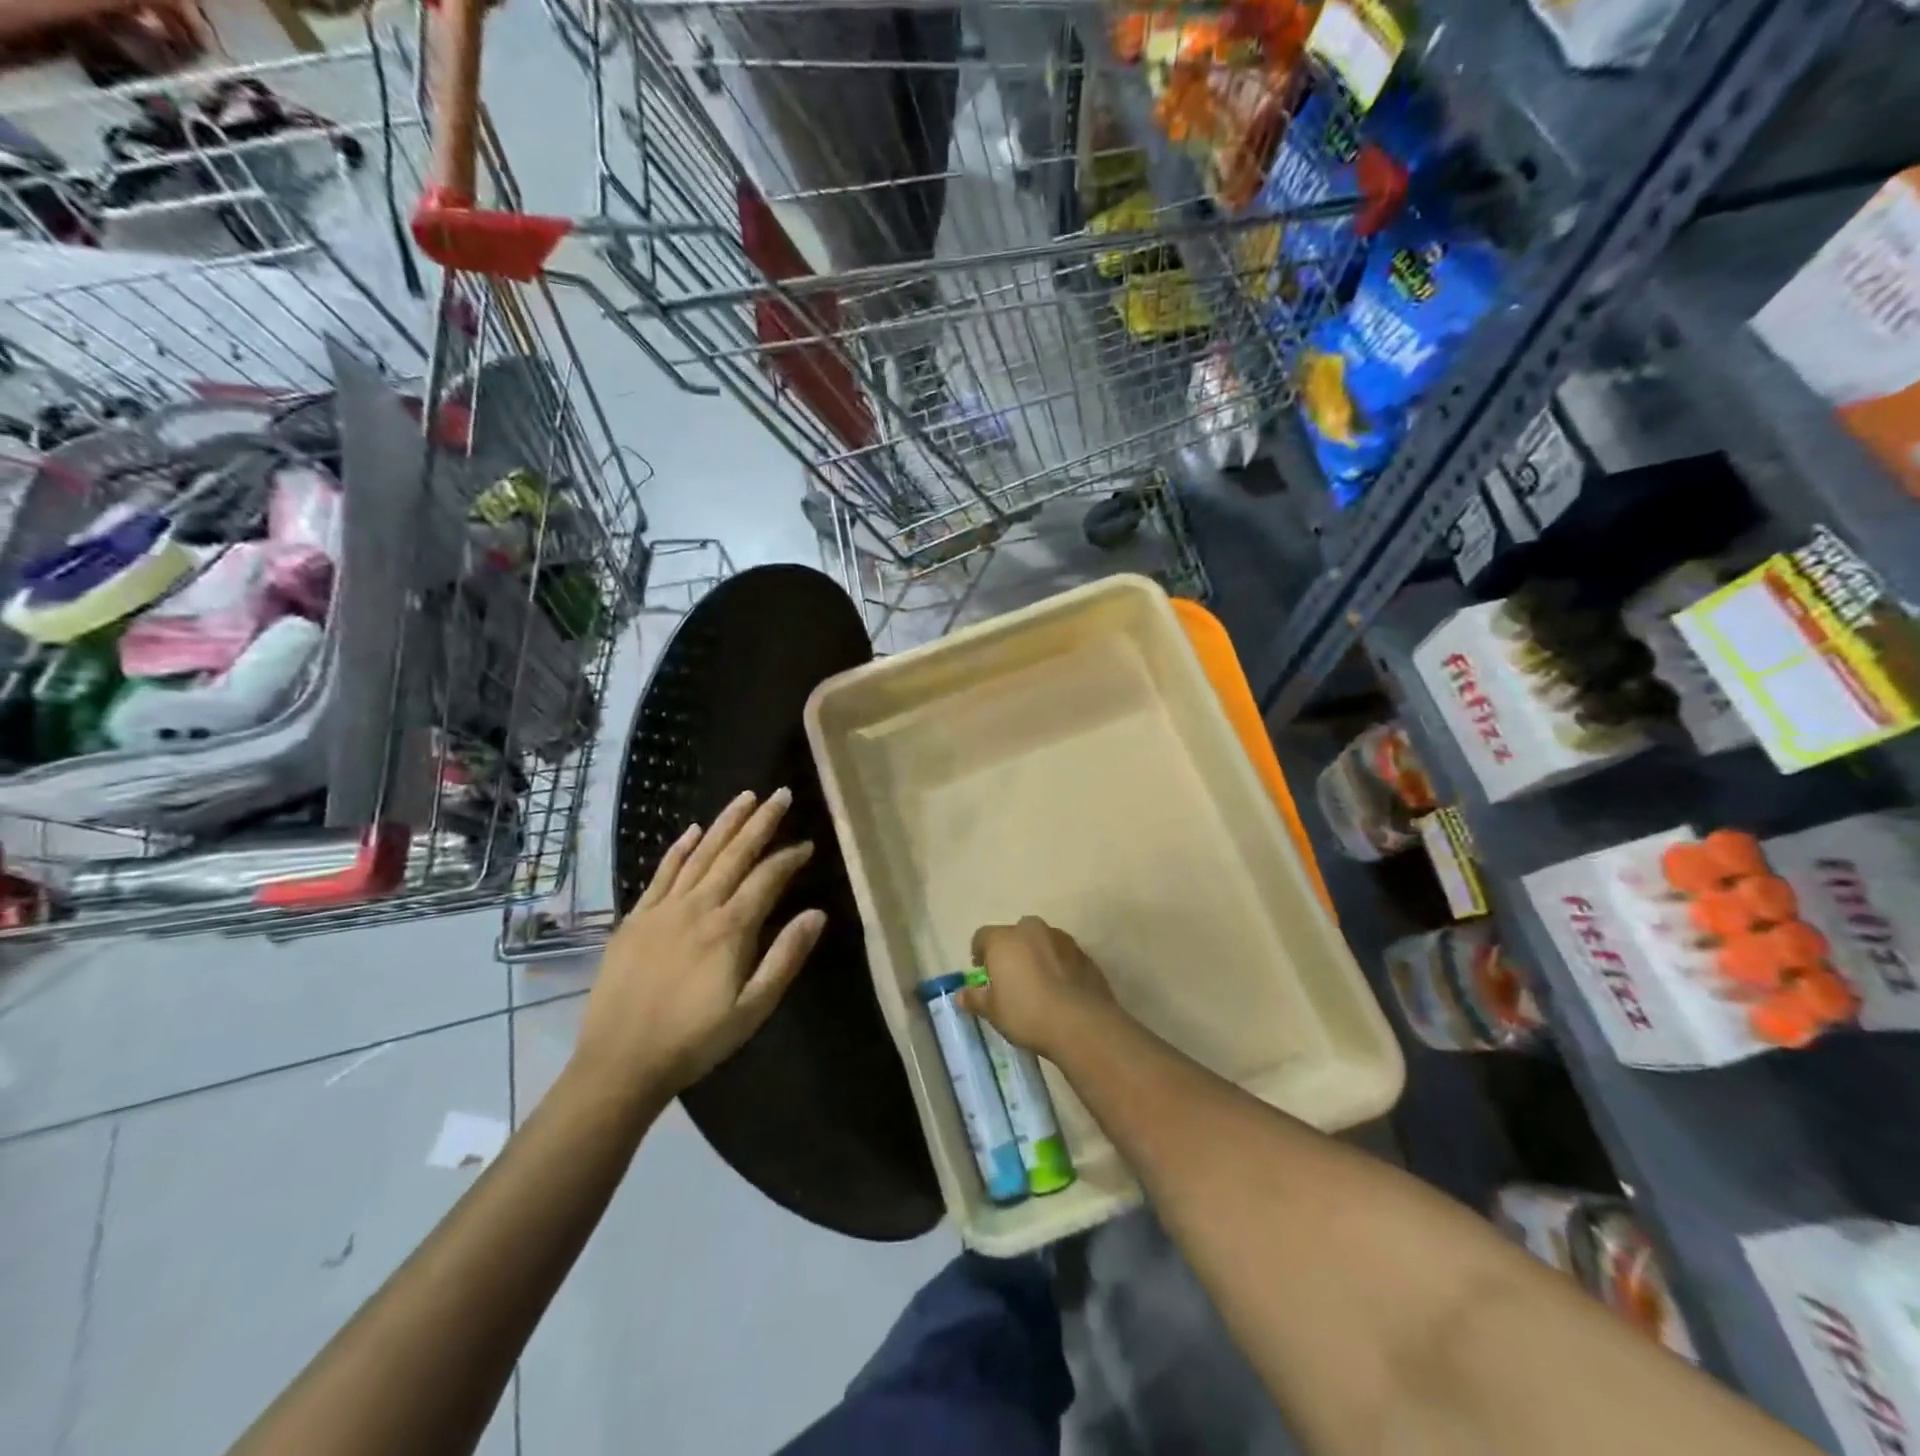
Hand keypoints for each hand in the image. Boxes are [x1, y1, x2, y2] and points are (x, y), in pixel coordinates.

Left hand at [573, 788, 825, 1102]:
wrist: (621, 1062)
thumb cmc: (695, 1040)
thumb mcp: (753, 1009)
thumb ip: (785, 957)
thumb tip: (817, 914)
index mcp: (730, 929)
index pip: (767, 878)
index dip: (789, 858)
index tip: (807, 844)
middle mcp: (698, 906)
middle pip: (734, 854)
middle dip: (760, 822)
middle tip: (780, 794)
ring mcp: (663, 909)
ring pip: (700, 854)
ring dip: (724, 823)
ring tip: (745, 798)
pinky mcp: (636, 918)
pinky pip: (661, 873)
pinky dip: (679, 849)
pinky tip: (691, 830)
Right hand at [959, 916, 1117, 1060]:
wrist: (1082, 1024)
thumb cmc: (1028, 1014)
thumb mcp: (994, 1013)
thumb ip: (975, 999)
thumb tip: (960, 995)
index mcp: (1004, 940)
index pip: (982, 936)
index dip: (979, 953)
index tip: (982, 972)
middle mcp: (1031, 930)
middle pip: (1015, 933)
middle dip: (1010, 950)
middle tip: (1010, 976)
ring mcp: (1061, 938)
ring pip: (1041, 940)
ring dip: (1036, 954)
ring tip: (1037, 982)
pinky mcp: (1083, 953)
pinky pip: (1062, 953)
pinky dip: (1058, 964)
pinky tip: (1059, 987)